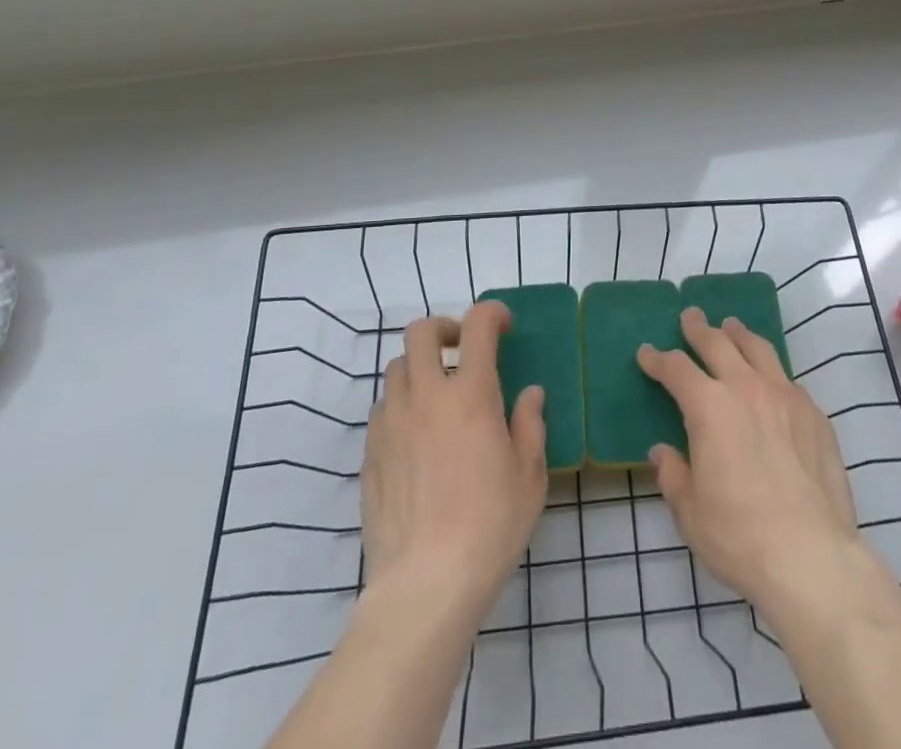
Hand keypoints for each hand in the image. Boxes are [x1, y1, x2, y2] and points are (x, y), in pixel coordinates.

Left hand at [361, 302, 546, 617]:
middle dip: (443, 329)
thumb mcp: (529, 477)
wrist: (425, 585)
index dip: (492, 313)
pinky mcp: (370, 453)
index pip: (478, 325)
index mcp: (470, 394)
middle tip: (461, 351)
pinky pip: (382, 408)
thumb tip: (530, 394)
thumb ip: (530, 425)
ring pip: (397, 368)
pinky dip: (400, 405)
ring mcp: (392, 423)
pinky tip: (415, 437)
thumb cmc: (489, 527)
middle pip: (421, 332)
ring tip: (437, 396)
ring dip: (419, 367)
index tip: (503, 326)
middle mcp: (426, 396)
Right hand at [637, 307, 860, 613]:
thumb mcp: (690, 512)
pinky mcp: (815, 415)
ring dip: (740, 335)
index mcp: (709, 406)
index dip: (658, 359)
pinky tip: (772, 384)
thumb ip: (673, 475)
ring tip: (732, 328)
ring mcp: (785, 397)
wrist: (811, 556)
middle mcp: (746, 388)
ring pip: (759, 349)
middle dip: (699, 329)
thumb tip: (663, 453)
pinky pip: (788, 381)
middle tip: (691, 317)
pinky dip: (773, 373)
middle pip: (718, 343)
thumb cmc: (739, 535)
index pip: (676, 369)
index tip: (646, 353)